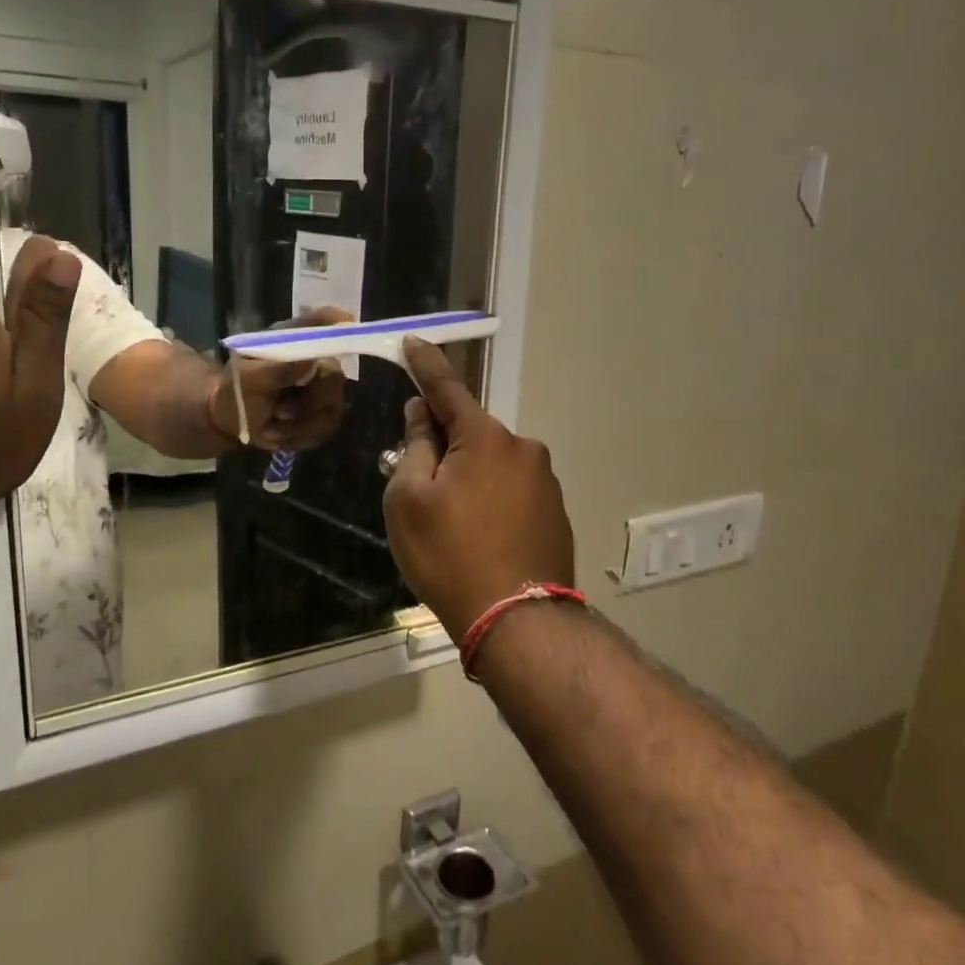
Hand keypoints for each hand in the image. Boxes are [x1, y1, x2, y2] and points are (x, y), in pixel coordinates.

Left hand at [211, 307, 350, 451]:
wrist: (232, 416)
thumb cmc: (238, 387)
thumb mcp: (248, 378)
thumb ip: (276, 370)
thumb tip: (310, 362)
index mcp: (296, 339)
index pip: (325, 324)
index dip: (339, 327)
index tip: (343, 334)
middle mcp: (317, 360)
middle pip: (334, 377)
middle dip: (309, 401)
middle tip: (280, 411)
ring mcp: (324, 389)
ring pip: (331, 409)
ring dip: (298, 425)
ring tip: (270, 429)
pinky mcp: (324, 414)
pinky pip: (324, 428)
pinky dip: (297, 437)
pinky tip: (277, 434)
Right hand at [383, 338, 574, 640]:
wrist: (516, 621)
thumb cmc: (449, 555)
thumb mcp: (410, 500)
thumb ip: (415, 447)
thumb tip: (423, 415)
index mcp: (486, 437)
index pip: (446, 389)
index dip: (425, 366)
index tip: (412, 343)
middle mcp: (522, 448)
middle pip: (471, 432)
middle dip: (444, 444)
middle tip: (418, 483)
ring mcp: (545, 481)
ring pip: (491, 464)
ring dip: (468, 476)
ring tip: (450, 524)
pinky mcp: (555, 512)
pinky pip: (511, 490)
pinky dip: (490, 499)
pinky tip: (479, 537)